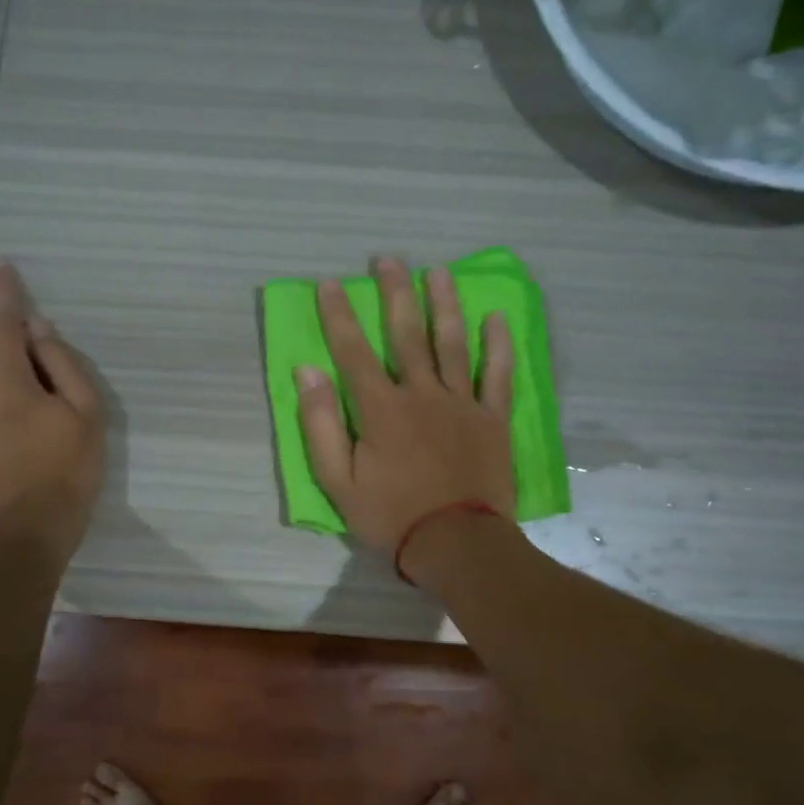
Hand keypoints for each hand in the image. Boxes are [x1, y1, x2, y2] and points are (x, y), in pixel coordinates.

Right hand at [297, 257, 515, 562]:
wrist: (456, 544)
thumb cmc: (390, 515)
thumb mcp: (337, 480)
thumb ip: (321, 424)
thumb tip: (307, 372)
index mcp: (380, 408)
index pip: (353, 351)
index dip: (339, 315)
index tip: (330, 283)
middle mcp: (421, 393)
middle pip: (406, 333)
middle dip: (395, 293)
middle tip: (388, 259)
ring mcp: (461, 403)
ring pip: (452, 343)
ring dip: (444, 304)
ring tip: (438, 271)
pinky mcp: (492, 419)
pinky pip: (496, 374)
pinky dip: (496, 345)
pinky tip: (494, 318)